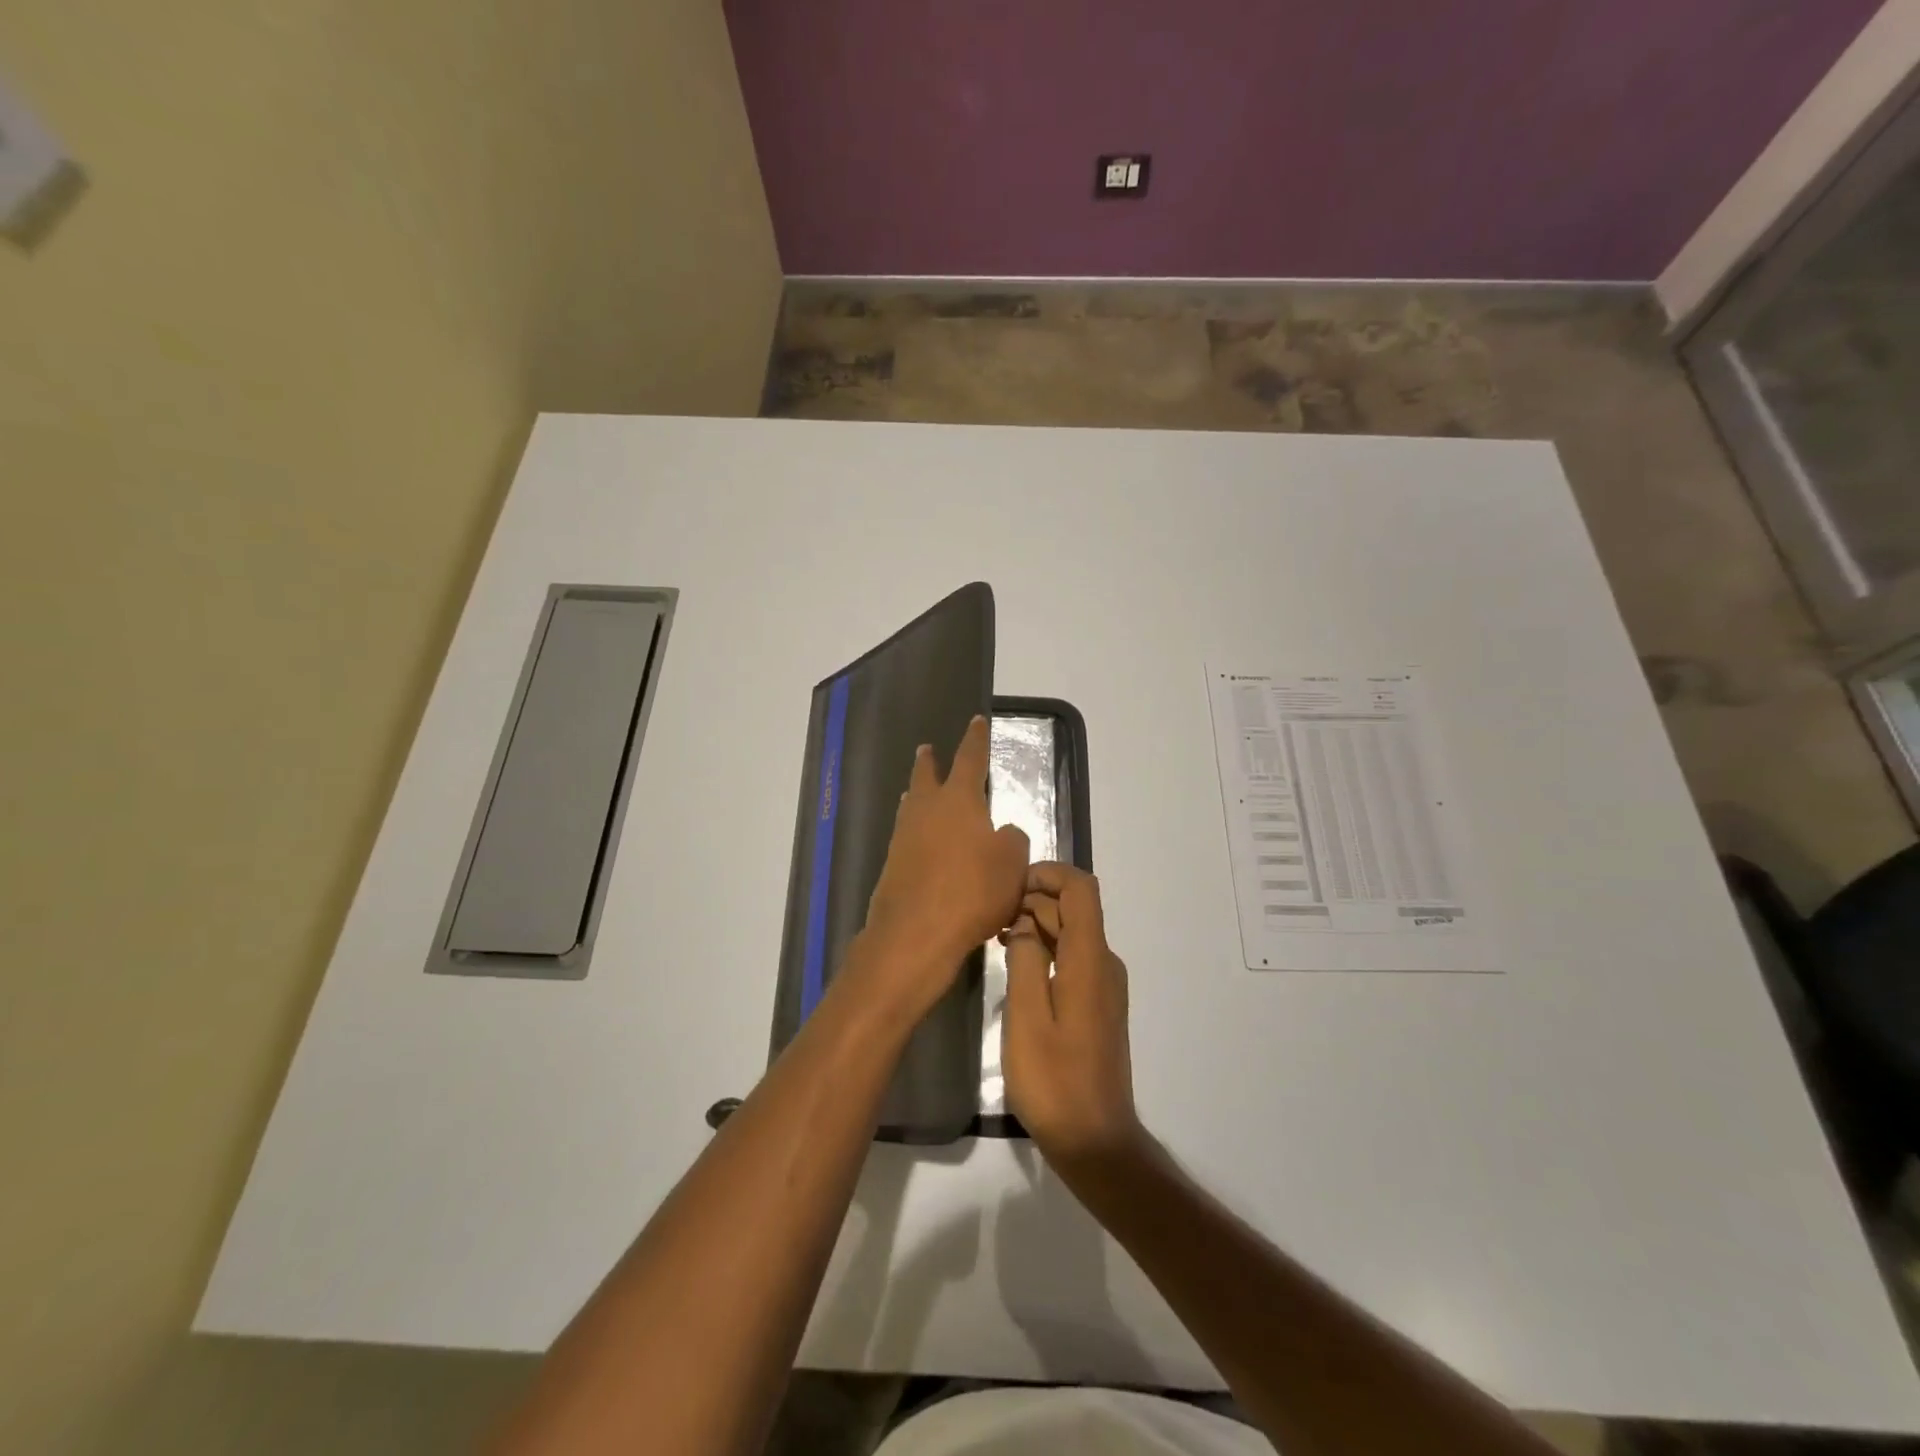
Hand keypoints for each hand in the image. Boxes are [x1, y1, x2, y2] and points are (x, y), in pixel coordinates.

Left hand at [850, 715, 1030, 1024]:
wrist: (916, 932)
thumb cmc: (973, 890)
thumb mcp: (1012, 863)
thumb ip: (1012, 839)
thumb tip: (1002, 831)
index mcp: (958, 800)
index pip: (970, 759)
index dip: (975, 739)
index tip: (976, 721)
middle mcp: (926, 810)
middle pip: (926, 776)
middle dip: (930, 762)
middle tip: (927, 750)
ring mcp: (903, 837)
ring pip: (911, 806)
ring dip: (917, 795)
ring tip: (919, 791)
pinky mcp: (891, 866)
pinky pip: (906, 837)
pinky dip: (916, 832)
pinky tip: (920, 842)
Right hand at [1002, 863, 1144, 1177]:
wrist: (1095, 1140)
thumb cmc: (1055, 1080)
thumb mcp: (1027, 1017)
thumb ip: (1024, 960)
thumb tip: (1021, 923)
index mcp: (1090, 960)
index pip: (1081, 889)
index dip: (1048, 874)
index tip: (1008, 884)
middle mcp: (1103, 964)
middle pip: (1073, 909)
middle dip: (1033, 900)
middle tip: (988, 915)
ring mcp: (1102, 986)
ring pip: (1070, 934)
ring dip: (1034, 925)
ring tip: (992, 936)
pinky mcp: (1096, 1005)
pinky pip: (1071, 959)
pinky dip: (1043, 950)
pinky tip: (1013, 964)